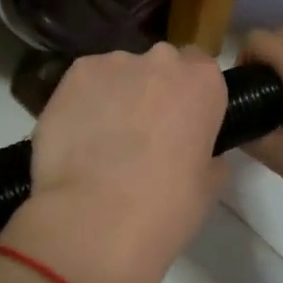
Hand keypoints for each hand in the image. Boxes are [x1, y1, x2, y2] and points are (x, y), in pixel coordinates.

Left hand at [0, 42, 226, 282]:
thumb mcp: (209, 186)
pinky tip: (79, 136)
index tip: (183, 123)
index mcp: (203, 83)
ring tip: (104, 140)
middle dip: (154, 91)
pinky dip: (84, 102)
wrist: (94, 222)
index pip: (202, 69)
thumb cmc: (165, 208)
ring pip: (120, 73)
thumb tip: (196, 152)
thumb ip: (208, 155)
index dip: (190, 97)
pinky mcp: (73, 75)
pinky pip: (85, 83)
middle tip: (144, 133)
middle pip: (161, 66)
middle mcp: (161, 60)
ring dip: (118, 95)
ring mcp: (114, 64)